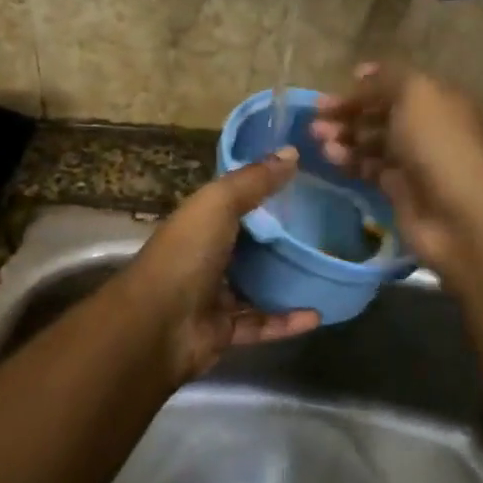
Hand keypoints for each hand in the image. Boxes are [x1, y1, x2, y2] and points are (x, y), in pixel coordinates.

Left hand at [125, 147, 319, 381]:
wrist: (157, 326)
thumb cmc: (186, 254)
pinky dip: (287, 321)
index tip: (304, 184)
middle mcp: (204, 256)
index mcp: (198, 222)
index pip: (233, 203)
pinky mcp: (224, 331)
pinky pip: (261, 323)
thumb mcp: (219, 204)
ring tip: (326, 271)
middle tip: (326, 228)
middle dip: (281, 238)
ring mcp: (212, 296)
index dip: (263, 192)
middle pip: (248, 245)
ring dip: (287, 281)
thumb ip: (254, 180)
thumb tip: (292, 152)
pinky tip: (317, 313)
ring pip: (256, 286)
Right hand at [310, 63, 482, 276]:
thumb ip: (386, 79)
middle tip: (317, 118)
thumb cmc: (438, 145)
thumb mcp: (415, 95)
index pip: (397, 85)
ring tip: (318, 140)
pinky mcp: (400, 189)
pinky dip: (350, 161)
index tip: (336, 88)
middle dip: (348, 112)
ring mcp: (414, 160)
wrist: (458, 215)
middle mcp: (428, 127)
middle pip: (381, 113)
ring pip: (372, 141)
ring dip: (344, 136)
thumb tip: (362, 74)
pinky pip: (369, 168)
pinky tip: (332, 159)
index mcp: (439, 99)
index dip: (367, 84)